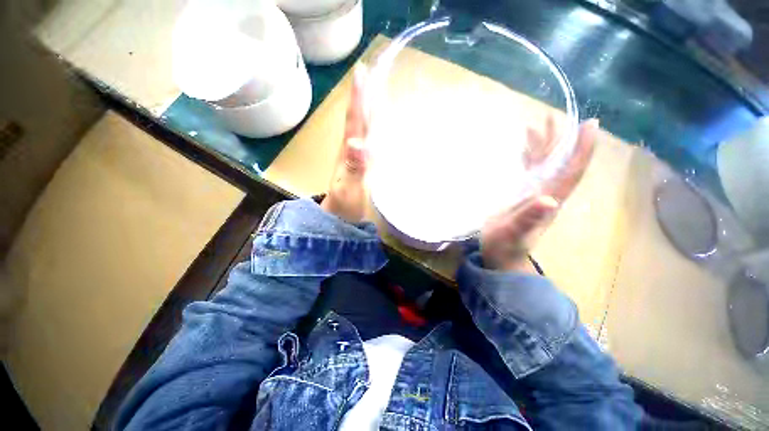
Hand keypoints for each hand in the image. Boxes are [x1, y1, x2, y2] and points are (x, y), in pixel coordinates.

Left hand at [320, 65, 368, 222]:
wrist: (341, 218)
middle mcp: (352, 150)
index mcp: (349, 152)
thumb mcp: (349, 189)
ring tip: (379, 91)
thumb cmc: (345, 206)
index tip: (362, 71)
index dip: (358, 98)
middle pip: (358, 119)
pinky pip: (370, 141)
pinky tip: (384, 126)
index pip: (354, 121)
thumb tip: (358, 142)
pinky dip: (375, 129)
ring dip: (369, 109)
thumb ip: (354, 168)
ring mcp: (357, 158)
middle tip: (372, 74)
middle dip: (364, 96)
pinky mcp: (363, 166)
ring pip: (363, 128)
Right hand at [480, 118, 598, 272]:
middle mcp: (546, 193)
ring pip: (543, 165)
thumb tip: (549, 199)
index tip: (589, 124)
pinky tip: (523, 149)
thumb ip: (529, 218)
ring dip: (543, 146)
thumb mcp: (516, 233)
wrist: (500, 254)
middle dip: (559, 140)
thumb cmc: (507, 245)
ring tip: (536, 126)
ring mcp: (533, 193)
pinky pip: (528, 172)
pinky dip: (528, 158)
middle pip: (558, 162)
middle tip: (553, 116)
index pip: (571, 171)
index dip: (581, 149)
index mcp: (549, 200)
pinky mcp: (520, 195)